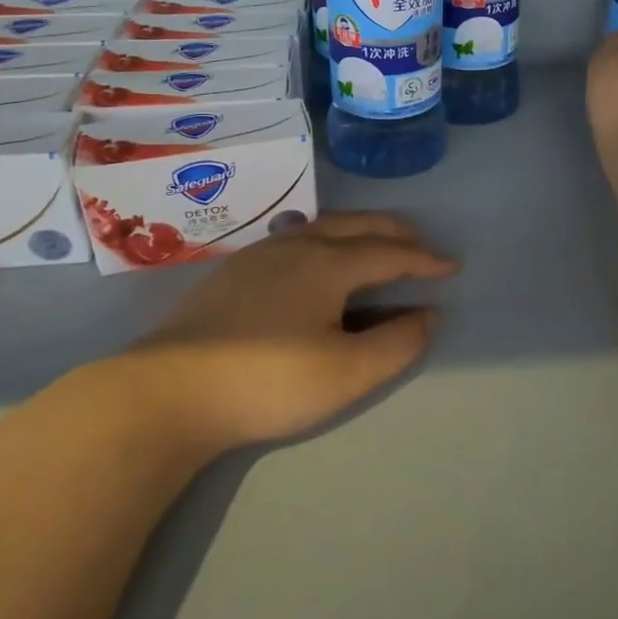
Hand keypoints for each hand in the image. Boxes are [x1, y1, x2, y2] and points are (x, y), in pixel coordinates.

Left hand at [120, 212, 456, 452]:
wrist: (166, 392)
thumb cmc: (267, 381)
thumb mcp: (345, 373)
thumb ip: (396, 343)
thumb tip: (428, 315)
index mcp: (327, 263)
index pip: (389, 253)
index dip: (424, 260)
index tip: (451, 267)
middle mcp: (296, 246)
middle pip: (355, 226)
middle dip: (392, 231)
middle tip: (418, 242)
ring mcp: (258, 256)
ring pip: (321, 227)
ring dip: (357, 231)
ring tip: (373, 245)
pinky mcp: (231, 273)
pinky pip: (294, 239)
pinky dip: (324, 240)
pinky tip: (314, 261)